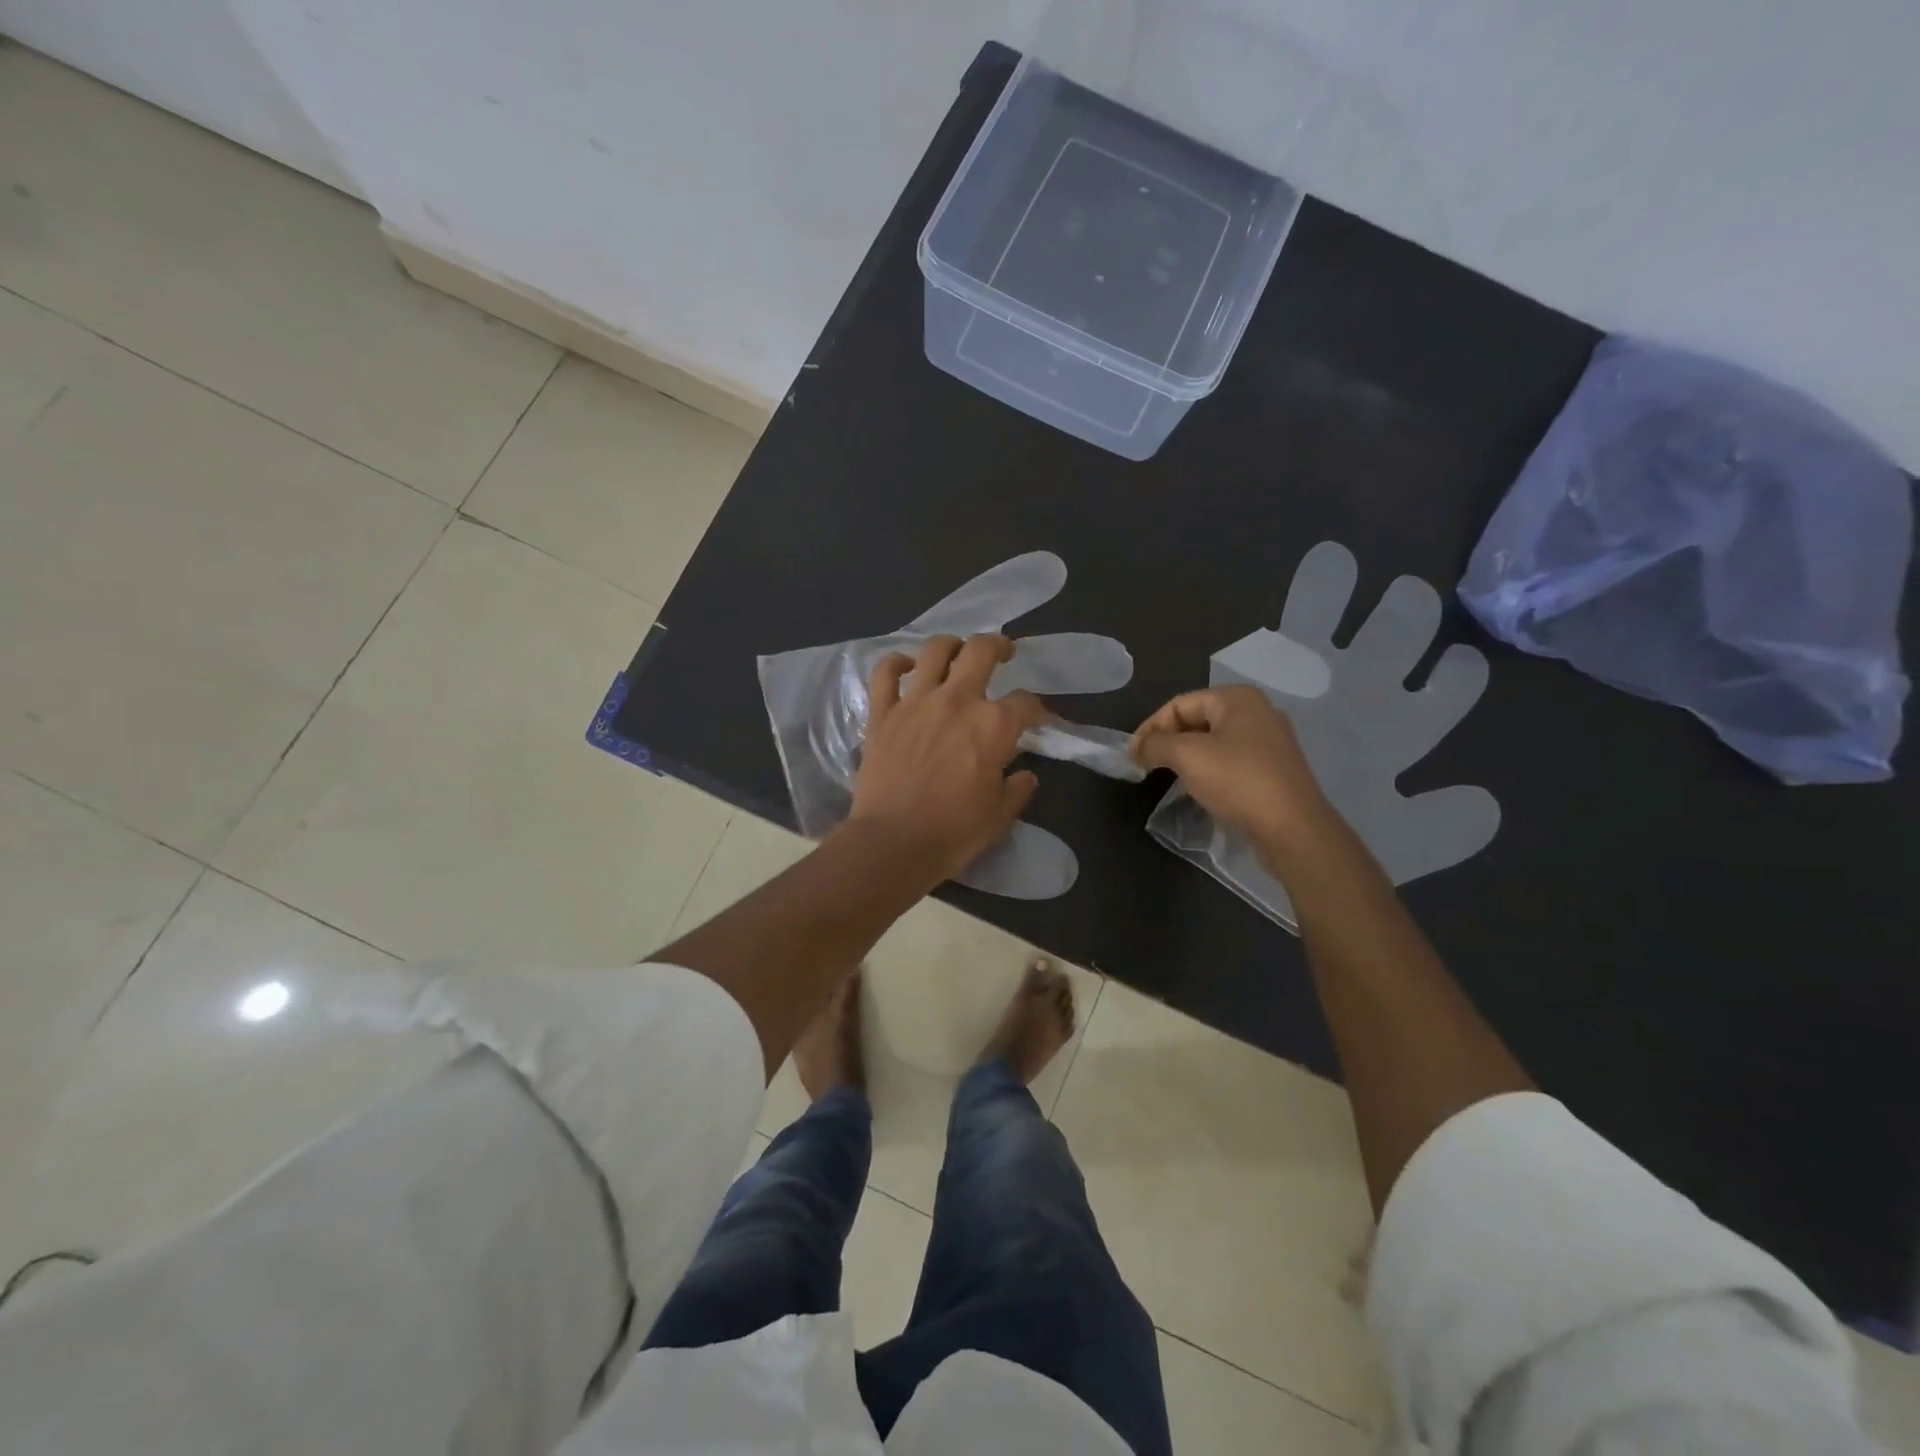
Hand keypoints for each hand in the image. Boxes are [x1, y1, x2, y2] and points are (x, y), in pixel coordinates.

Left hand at [848, 634, 1047, 886]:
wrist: (893, 844)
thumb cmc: (953, 833)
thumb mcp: (1000, 817)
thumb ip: (1018, 790)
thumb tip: (1025, 775)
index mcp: (993, 726)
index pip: (1025, 703)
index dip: (1037, 709)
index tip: (1037, 719)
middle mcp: (957, 701)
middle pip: (982, 651)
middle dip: (999, 646)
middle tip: (1003, 653)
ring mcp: (915, 702)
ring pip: (935, 650)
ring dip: (951, 645)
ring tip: (957, 652)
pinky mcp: (883, 713)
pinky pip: (885, 673)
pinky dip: (897, 663)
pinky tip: (907, 666)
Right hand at [1132, 685, 1332, 851]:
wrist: (1292, 828)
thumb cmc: (1237, 780)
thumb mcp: (1186, 755)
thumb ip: (1155, 745)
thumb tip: (1137, 748)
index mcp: (1237, 698)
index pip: (1179, 704)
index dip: (1151, 727)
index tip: (1132, 755)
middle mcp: (1257, 712)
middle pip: (1197, 720)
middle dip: (1168, 741)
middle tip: (1146, 766)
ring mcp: (1270, 741)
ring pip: (1214, 742)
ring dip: (1187, 757)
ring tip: (1168, 777)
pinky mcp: (1275, 769)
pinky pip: (1231, 761)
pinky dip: (1209, 770)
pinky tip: (1200, 789)